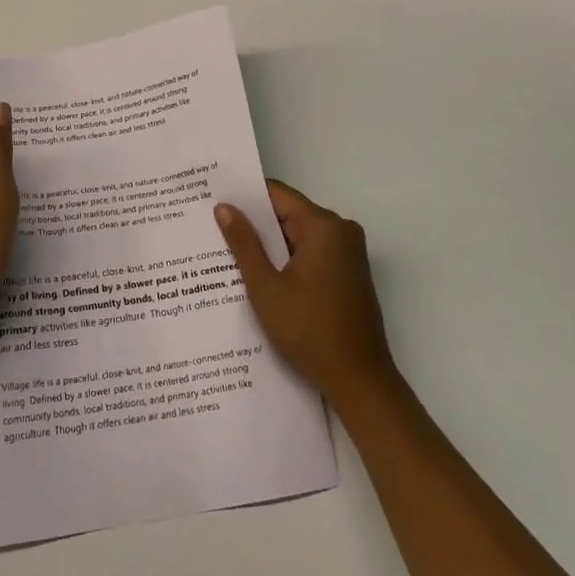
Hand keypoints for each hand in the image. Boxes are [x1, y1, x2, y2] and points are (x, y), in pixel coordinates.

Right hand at [215, 180, 397, 408]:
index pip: (277, 194)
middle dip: (255, 223)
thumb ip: (244, 244)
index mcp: (323, 226)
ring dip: (271, 245)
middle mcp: (341, 230)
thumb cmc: (309, 331)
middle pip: (289, 214)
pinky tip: (262, 274)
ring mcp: (349, 252)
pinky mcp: (350, 273)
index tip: (215, 199)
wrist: (359, 381)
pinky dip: (289, 259)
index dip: (245, 196)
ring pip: (299, 235)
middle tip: (215, 227)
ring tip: (230, 251)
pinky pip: (313, 252)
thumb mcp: (266, 287)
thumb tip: (224, 207)